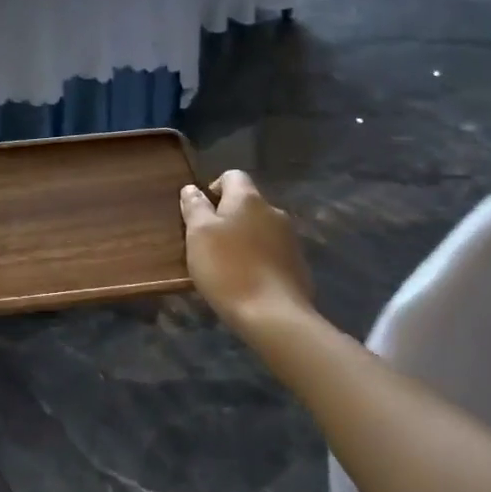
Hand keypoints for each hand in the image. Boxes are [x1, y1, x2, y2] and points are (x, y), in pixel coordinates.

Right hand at [180, 170, 313, 330]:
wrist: (274, 315)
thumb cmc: (228, 268)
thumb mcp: (198, 235)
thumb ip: (194, 207)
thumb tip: (192, 188)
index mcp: (249, 199)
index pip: (232, 176)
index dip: (214, 188)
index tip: (201, 212)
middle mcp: (274, 211)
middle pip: (247, 204)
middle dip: (228, 217)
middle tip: (208, 243)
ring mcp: (291, 239)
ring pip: (261, 229)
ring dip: (244, 239)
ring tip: (227, 265)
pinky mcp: (299, 265)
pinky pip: (273, 252)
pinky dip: (259, 259)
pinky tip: (248, 281)